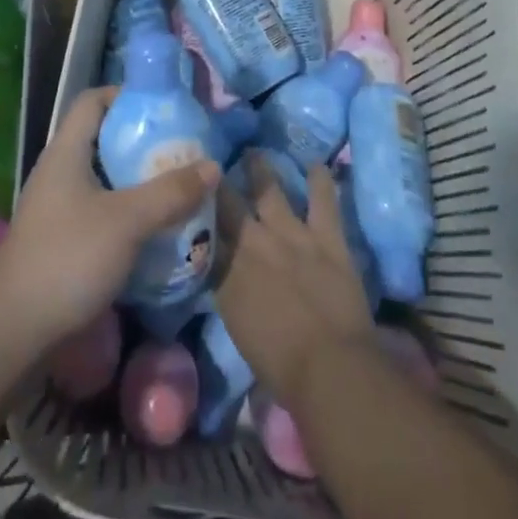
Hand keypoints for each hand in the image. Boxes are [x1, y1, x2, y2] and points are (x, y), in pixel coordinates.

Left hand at [0, 87, 219, 352]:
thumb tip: (212, 165)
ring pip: (106, 179)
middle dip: (144, 143)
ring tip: (179, 190)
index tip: (165, 109)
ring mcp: (60, 208)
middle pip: (104, 139)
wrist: (14, 329)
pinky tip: (158, 230)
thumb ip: (170, 192)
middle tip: (183, 152)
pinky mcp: (64, 240)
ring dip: (140, 182)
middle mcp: (60, 172)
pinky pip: (103, 212)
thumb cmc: (68, 258)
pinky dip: (130, 213)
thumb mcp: (127, 220)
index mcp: (66, 151)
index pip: (94, 100)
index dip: (127, 95)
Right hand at [215, 153, 375, 410]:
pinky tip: (316, 164)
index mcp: (226, 269)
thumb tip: (218, 269)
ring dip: (261, 169)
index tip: (188, 191)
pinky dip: (320, 181)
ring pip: (270, 189)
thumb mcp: (235, 323)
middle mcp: (252, 241)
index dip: (195, 209)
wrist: (330, 366)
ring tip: (254, 152)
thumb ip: (225, 288)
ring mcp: (291, 234)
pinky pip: (323, 200)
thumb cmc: (279, 362)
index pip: (204, 230)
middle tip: (212, 163)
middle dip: (217, 181)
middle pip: (228, 202)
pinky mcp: (326, 236)